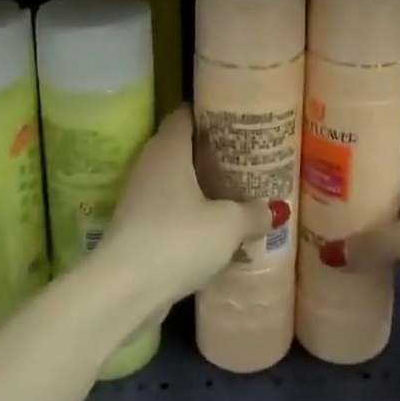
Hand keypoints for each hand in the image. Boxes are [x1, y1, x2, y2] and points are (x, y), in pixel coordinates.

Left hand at [92, 104, 276, 322]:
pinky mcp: (135, 227)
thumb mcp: (228, 225)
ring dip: (199, 184)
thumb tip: (275, 209)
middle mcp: (149, 164)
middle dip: (211, 150)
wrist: (124, 290)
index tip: (236, 116)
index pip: (186, 113)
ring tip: (235, 190)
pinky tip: (213, 227)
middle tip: (245, 154)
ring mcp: (138, 197)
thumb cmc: (178, 239)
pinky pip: (168, 209)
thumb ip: (253, 212)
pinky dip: (189, 212)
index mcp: (168, 148)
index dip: (210, 110)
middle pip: (181, 146)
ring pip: (174, 180)